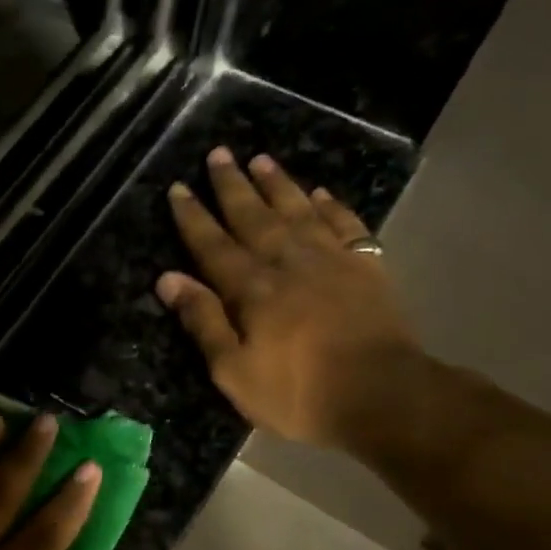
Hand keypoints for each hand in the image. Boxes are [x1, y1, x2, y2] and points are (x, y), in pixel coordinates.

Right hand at [158, 146, 421, 447]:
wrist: (382, 396)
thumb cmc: (297, 392)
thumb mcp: (234, 370)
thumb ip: (203, 321)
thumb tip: (168, 279)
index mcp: (252, 289)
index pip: (213, 245)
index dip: (193, 217)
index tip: (178, 187)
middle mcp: (289, 263)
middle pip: (254, 217)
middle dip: (232, 186)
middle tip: (218, 154)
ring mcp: (332, 261)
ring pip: (299, 211)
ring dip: (278, 184)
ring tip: (261, 159)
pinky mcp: (367, 268)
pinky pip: (346, 225)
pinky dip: (332, 206)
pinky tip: (321, 193)